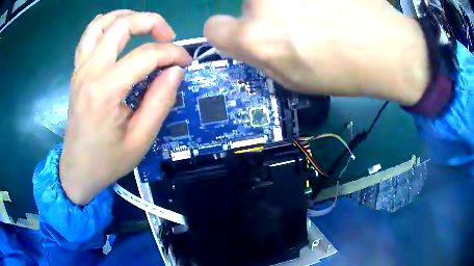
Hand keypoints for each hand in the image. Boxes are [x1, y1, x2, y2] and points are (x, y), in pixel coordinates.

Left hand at [61, 10, 191, 204]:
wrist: (77, 170)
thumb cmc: (108, 160)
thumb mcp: (141, 140)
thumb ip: (160, 101)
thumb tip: (175, 70)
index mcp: (106, 90)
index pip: (146, 55)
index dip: (172, 53)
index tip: (186, 63)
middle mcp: (90, 71)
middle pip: (122, 25)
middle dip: (152, 22)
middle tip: (168, 37)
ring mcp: (80, 69)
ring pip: (101, 23)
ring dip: (126, 17)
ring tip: (143, 26)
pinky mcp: (77, 72)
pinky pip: (88, 36)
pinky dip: (104, 25)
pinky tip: (116, 29)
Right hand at [204, 0, 428, 105]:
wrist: (387, 47)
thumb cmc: (343, 72)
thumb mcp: (293, 81)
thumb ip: (261, 58)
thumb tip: (246, 42)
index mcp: (256, 37)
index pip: (213, 28)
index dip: (228, 33)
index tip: (245, 35)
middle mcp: (261, 1)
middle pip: (248, 6)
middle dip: (267, 15)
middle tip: (300, 25)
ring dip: (287, 2)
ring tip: (320, 13)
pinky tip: (329, 6)